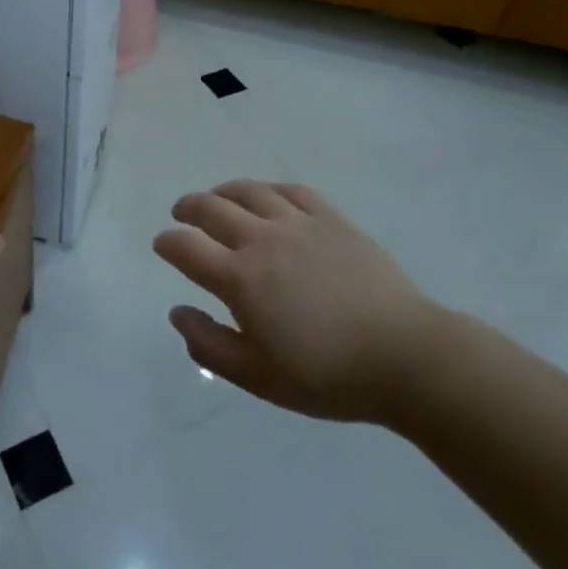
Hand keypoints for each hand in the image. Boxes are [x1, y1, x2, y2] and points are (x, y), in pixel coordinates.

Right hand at [153, 180, 438, 424]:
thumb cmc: (329, 375)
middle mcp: (261, 239)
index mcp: (240, 278)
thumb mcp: (260, 378)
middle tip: (181, 214)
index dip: (167, 242)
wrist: (405, 356)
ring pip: (248, 191)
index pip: (186, 246)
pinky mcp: (330, 218)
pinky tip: (268, 199)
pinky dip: (269, 190)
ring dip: (223, 192)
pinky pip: (290, 190)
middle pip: (211, 207)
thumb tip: (177, 312)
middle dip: (188, 208)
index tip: (163, 245)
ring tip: (217, 199)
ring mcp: (297, 223)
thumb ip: (210, 345)